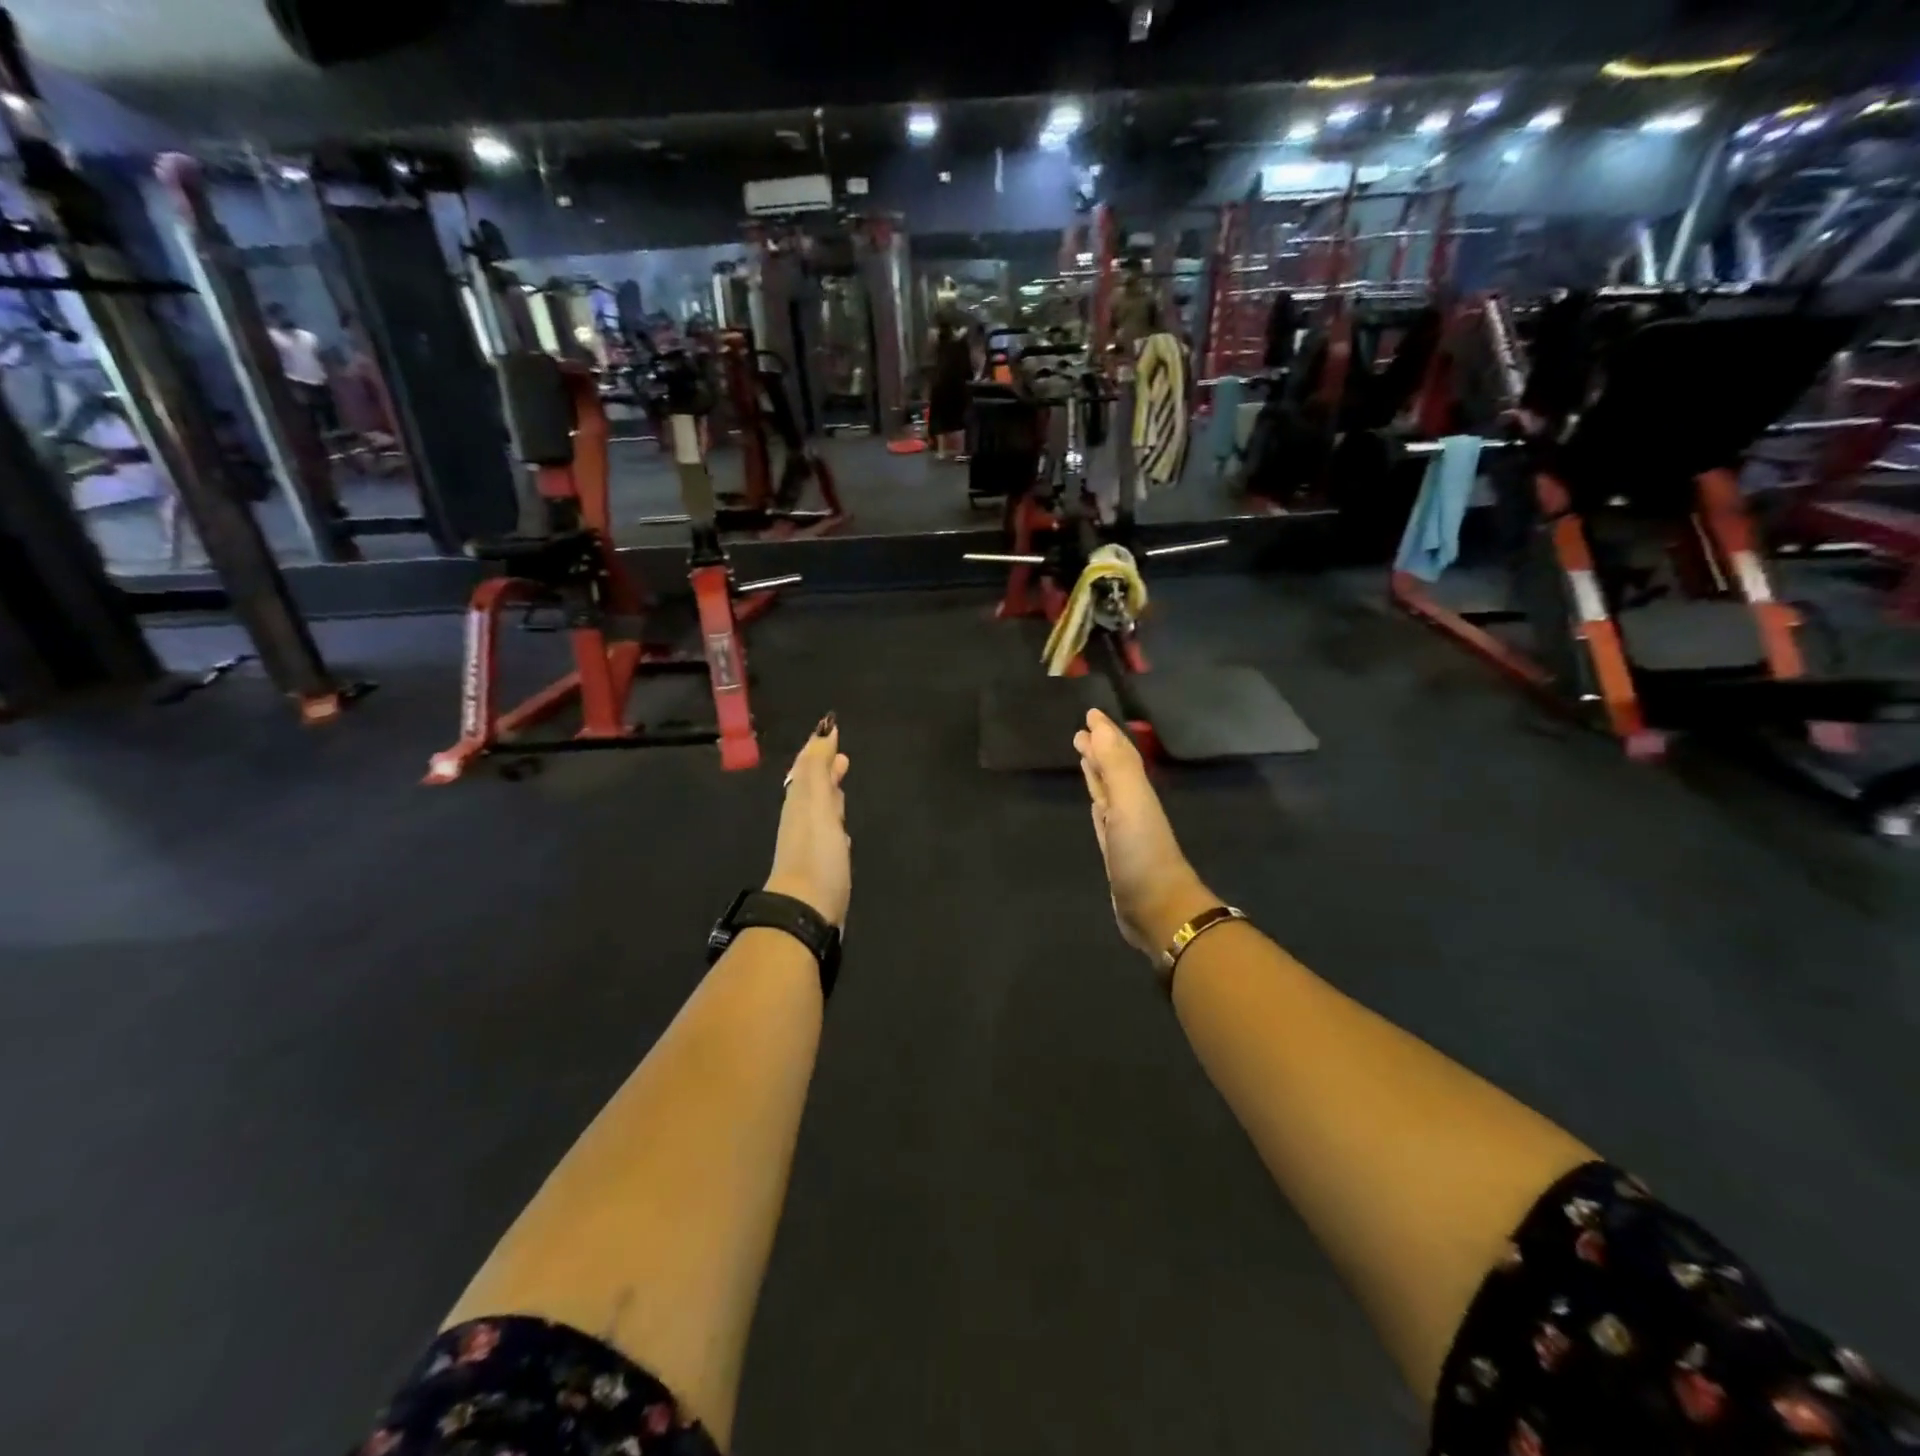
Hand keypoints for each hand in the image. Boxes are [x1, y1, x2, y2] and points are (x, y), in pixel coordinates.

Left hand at [765, 714, 851, 928]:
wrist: (807, 911)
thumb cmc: (816, 853)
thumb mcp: (816, 803)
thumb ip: (817, 767)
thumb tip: (823, 730)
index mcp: (799, 802)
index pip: (807, 767)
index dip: (817, 749)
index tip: (830, 730)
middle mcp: (802, 819)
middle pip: (812, 788)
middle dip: (825, 771)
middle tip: (841, 757)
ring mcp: (812, 844)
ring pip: (821, 810)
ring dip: (831, 794)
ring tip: (842, 783)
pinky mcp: (823, 865)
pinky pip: (829, 833)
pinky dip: (835, 821)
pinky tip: (843, 830)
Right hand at [1073, 709, 1217, 964]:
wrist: (1157, 907)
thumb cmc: (1142, 851)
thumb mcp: (1130, 801)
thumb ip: (1115, 764)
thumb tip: (1097, 724)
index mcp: (1135, 789)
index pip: (1119, 752)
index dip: (1105, 733)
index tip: (1090, 713)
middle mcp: (1130, 804)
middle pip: (1113, 769)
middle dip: (1098, 749)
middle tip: (1079, 733)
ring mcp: (1123, 828)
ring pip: (1107, 791)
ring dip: (1096, 772)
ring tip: (1083, 756)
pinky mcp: (1113, 851)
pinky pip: (1103, 816)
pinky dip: (1097, 801)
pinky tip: (1094, 800)